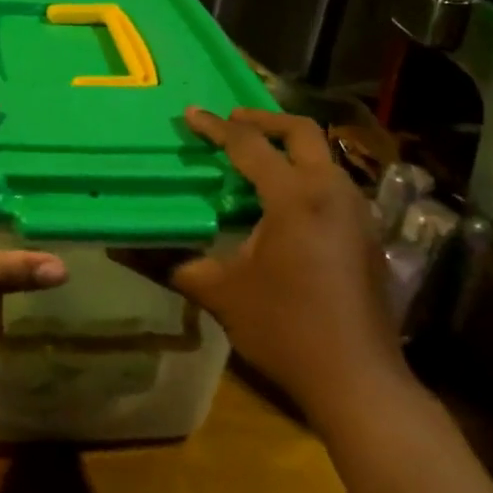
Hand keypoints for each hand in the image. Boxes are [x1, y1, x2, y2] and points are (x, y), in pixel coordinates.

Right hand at [163, 108, 406, 413]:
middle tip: (231, 121)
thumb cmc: (284, 328)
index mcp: (295, 197)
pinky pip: (334, 184)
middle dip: (264, 118)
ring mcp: (357, 213)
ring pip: (324, 157)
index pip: (250, 145)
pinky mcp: (368, 235)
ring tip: (254, 159)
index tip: (191, 114)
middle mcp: (332, 192)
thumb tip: (124, 249)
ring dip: (289, 147)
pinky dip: (306, 175)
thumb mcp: (220, 293)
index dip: (216, 127)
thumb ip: (175, 262)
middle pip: (302, 132)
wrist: (357, 378)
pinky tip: (283, 203)